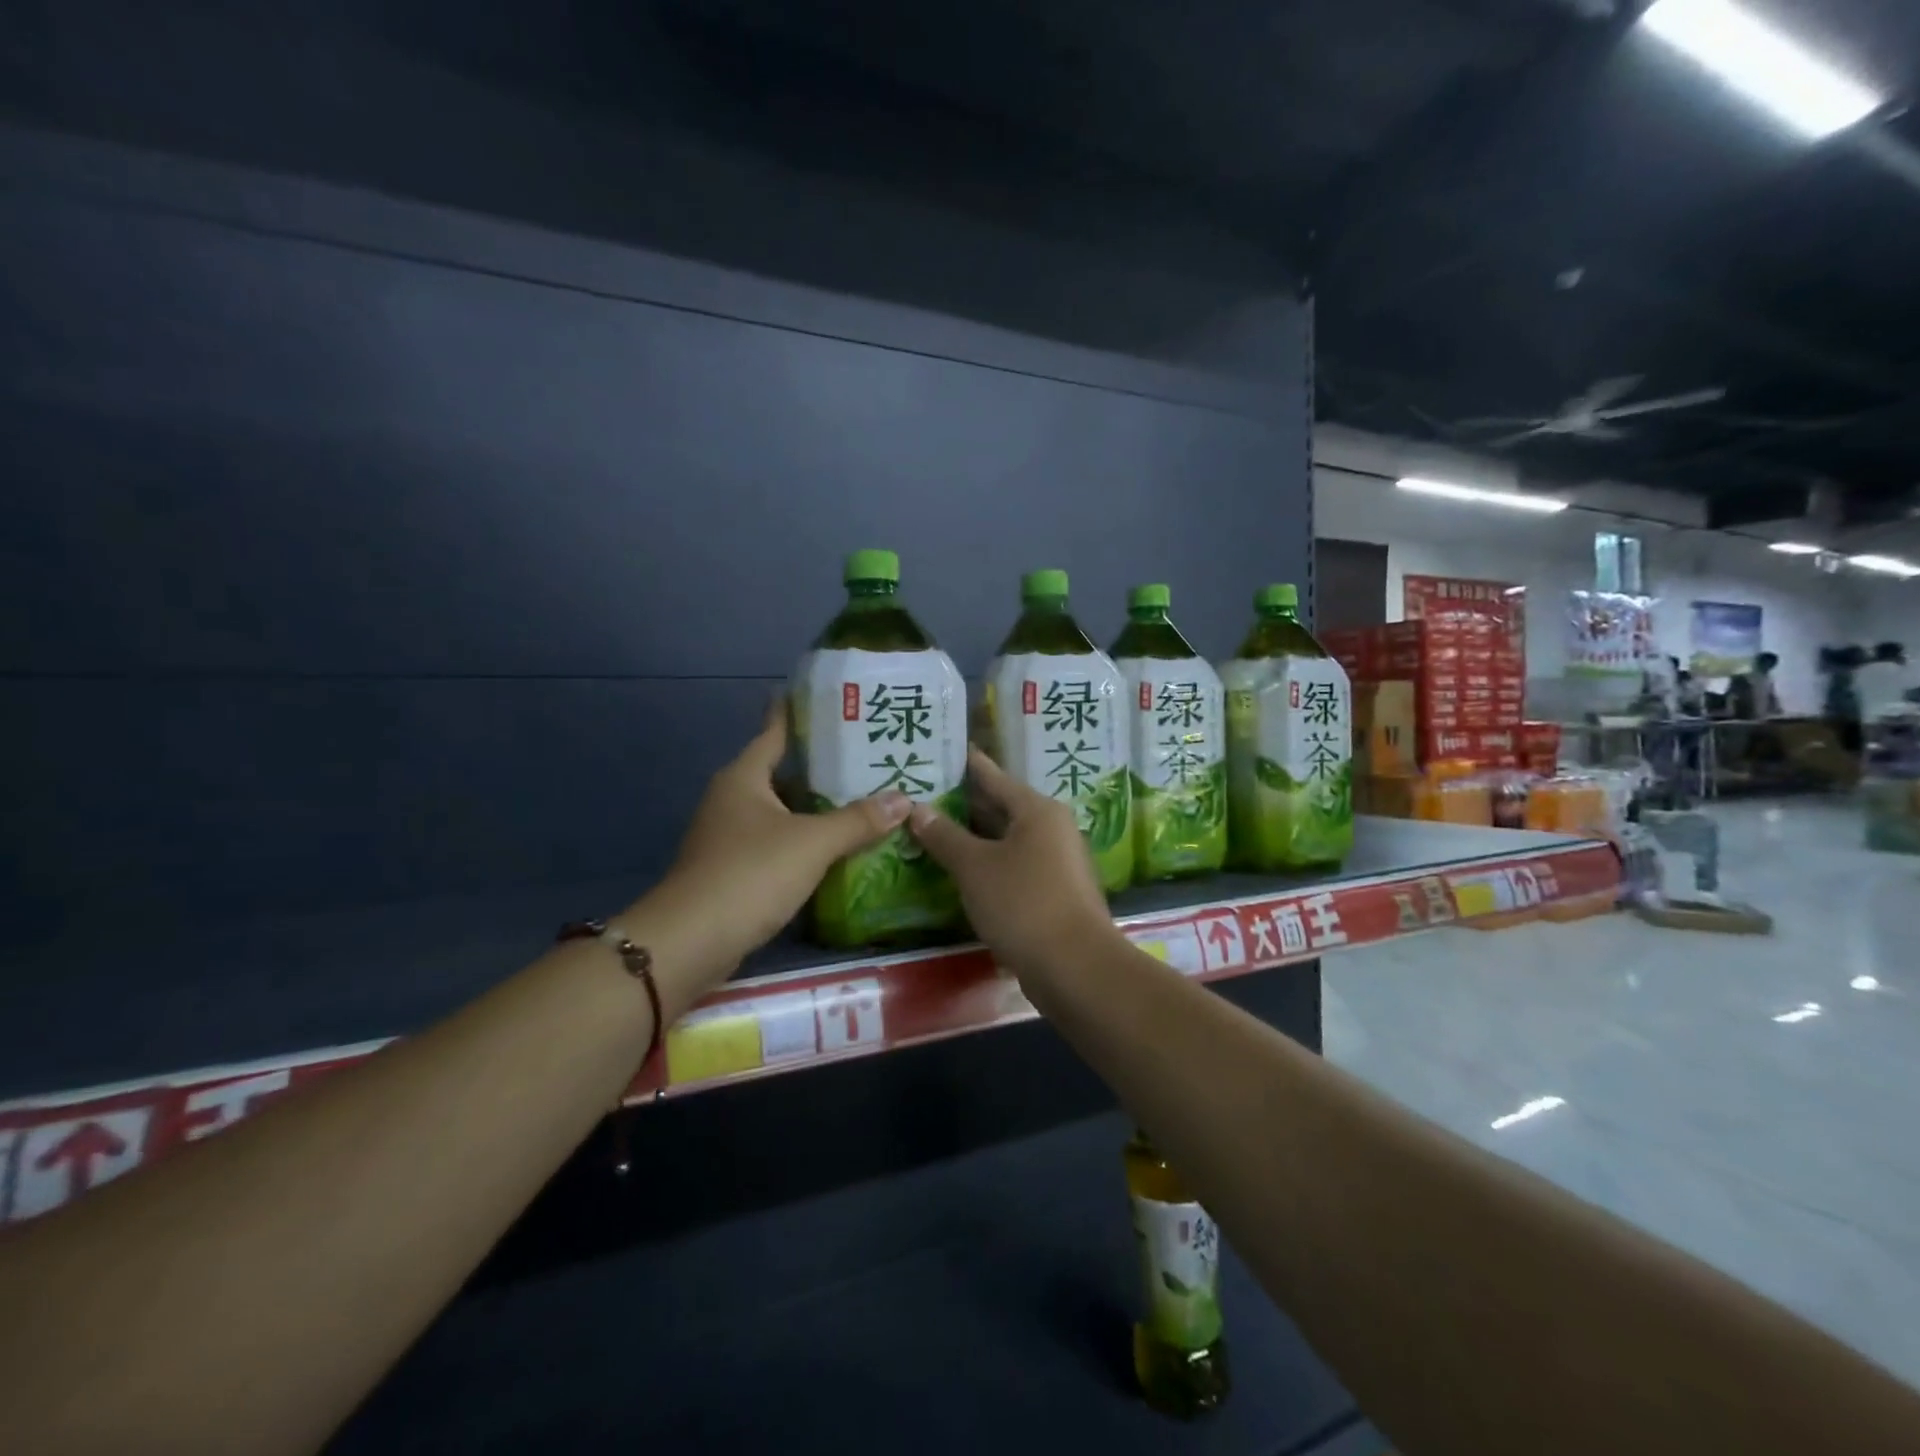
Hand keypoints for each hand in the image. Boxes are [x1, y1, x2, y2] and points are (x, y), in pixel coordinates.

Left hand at [636, 701, 911, 979]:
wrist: (691, 942)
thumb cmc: (750, 874)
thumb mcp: (811, 842)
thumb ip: (858, 820)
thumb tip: (904, 799)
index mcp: (744, 778)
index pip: (774, 732)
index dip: (796, 712)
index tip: (824, 696)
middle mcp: (734, 800)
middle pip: (783, 773)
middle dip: (822, 766)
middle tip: (868, 755)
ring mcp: (731, 837)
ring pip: (783, 811)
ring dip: (817, 808)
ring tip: (865, 799)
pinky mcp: (735, 871)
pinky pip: (780, 843)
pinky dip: (807, 841)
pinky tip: (839, 847)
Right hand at [907, 749, 1119, 980]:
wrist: (1075, 967)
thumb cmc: (1023, 903)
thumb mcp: (974, 867)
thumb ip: (944, 836)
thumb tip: (917, 808)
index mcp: (1037, 810)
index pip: (992, 776)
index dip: (964, 764)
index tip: (939, 751)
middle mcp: (1051, 828)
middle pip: (1000, 807)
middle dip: (962, 804)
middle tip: (921, 795)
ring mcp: (1056, 862)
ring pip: (1006, 839)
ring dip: (972, 838)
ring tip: (931, 831)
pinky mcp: (1053, 892)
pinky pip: (1013, 866)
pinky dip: (987, 864)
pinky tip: (959, 872)